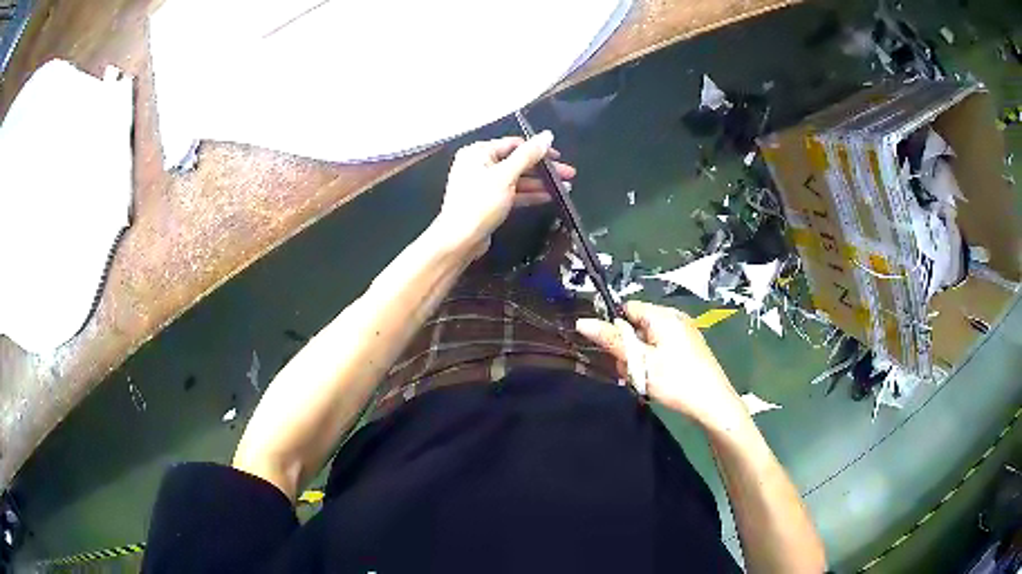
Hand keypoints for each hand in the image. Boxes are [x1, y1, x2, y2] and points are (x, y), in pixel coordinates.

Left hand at [435, 133, 575, 254]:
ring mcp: (483, 184)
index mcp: (478, 152)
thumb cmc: (479, 204)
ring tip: (565, 187)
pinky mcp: (488, 201)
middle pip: (517, 161)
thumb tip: (547, 136)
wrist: (460, 240)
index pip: (514, 144)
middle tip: (568, 174)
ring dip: (540, 183)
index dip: (538, 149)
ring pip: (517, 178)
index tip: (558, 157)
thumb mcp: (506, 176)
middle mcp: (479, 164)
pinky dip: (529, 194)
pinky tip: (549, 197)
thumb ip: (528, 155)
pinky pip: (512, 192)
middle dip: (543, 168)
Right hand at [576, 301, 748, 431]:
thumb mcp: (640, 362)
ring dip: (640, 359)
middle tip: (631, 372)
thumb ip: (612, 341)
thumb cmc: (676, 381)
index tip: (612, 351)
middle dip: (628, 349)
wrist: (713, 404)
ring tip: (645, 381)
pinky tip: (658, 381)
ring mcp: (684, 333)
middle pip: (637, 326)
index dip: (615, 327)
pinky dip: (654, 363)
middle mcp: (674, 318)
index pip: (628, 308)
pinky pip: (662, 349)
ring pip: (648, 341)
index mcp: (663, 316)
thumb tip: (582, 321)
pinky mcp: (690, 349)